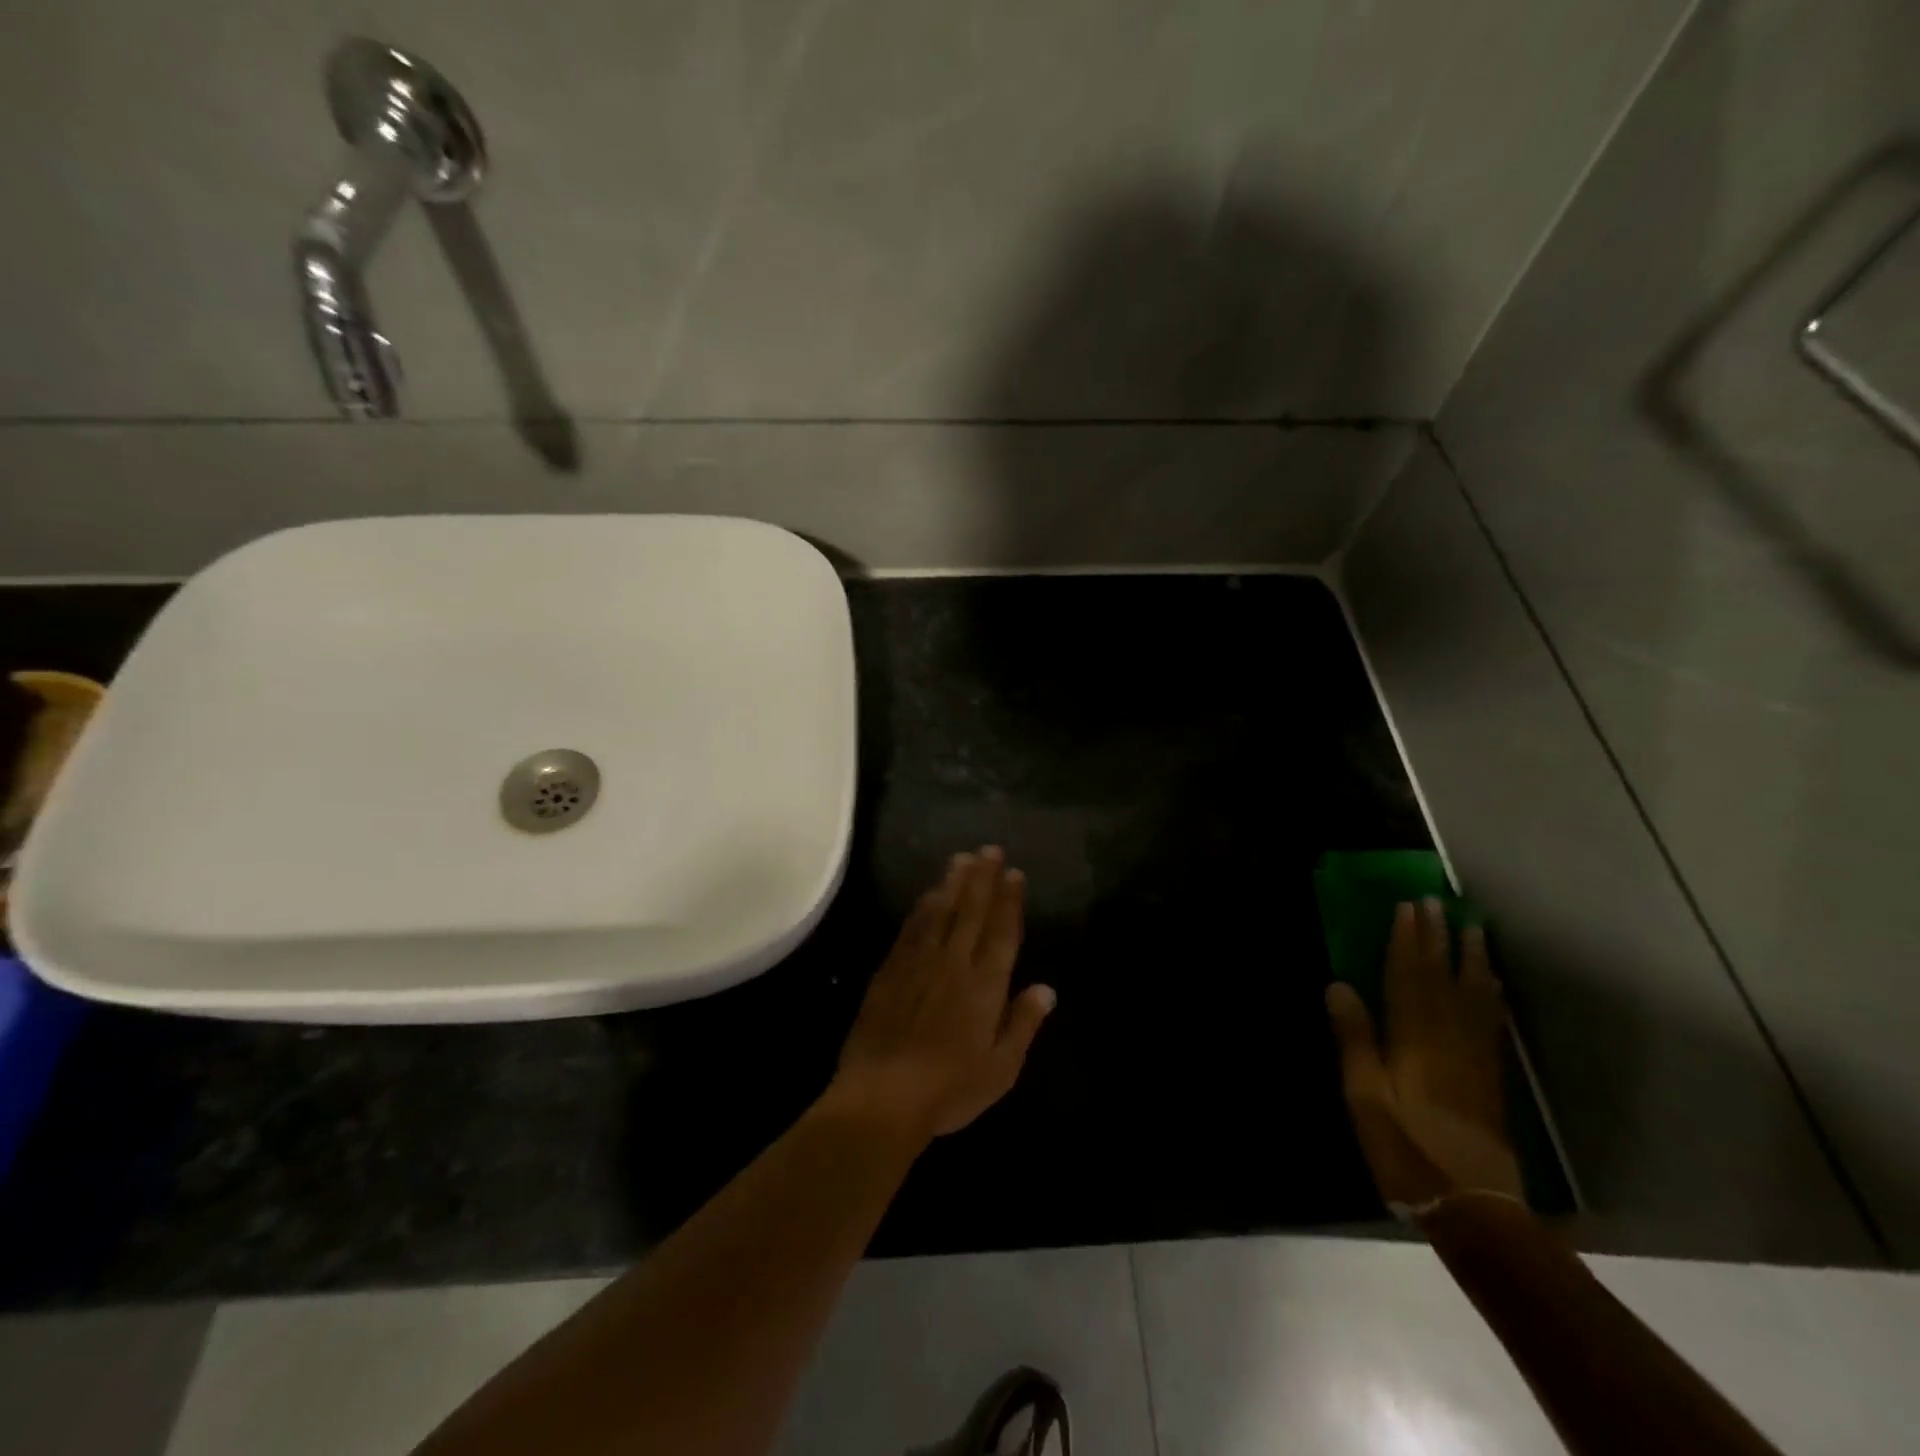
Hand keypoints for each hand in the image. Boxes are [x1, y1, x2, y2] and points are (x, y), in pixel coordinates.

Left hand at [827, 847, 1055, 1141]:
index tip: (1014, 872)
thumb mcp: (1001, 1068)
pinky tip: (928, 895)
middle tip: (990, 848)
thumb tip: (1046, 988)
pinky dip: (923, 907)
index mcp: (985, 985)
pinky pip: (911, 928)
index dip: (1009, 900)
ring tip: (962, 858)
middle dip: (983, 878)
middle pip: (971, 911)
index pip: (1001, 932)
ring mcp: (919, 963)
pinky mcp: (890, 970)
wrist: (883, 1096)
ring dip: (953, 883)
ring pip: (940, 911)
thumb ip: (1023, 1023)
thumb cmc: (950, 1089)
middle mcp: (954, 963)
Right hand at [1325, 899, 1522, 1207]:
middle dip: (1437, 938)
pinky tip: (1490, 982)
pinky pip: (1490, 1021)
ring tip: (1472, 927)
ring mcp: (1475, 1056)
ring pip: (1472, 994)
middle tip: (1436, 902)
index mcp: (1414, 1039)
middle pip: (1442, 978)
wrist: (1473, 1205)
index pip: (1409, 977)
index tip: (1407, 907)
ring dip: (1470, 958)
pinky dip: (1489, 994)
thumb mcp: (1365, 1097)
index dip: (1407, 941)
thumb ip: (1355, 1039)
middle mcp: (1448, 1038)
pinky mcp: (1490, 1076)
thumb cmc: (1407, 1149)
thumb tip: (1339, 984)